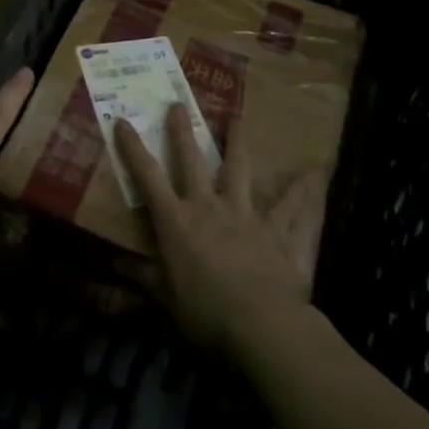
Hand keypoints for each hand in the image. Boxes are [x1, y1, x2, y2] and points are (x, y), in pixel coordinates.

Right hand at [114, 105, 324, 354]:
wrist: (262, 324)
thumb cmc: (206, 311)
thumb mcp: (165, 298)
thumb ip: (143, 278)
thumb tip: (113, 266)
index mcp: (176, 222)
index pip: (148, 178)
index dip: (133, 148)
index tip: (123, 121)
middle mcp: (208, 207)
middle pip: (192, 161)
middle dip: (182, 132)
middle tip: (178, 104)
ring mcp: (245, 214)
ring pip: (240, 170)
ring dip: (237, 143)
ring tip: (237, 118)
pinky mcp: (275, 229)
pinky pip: (291, 206)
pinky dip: (303, 191)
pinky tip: (314, 174)